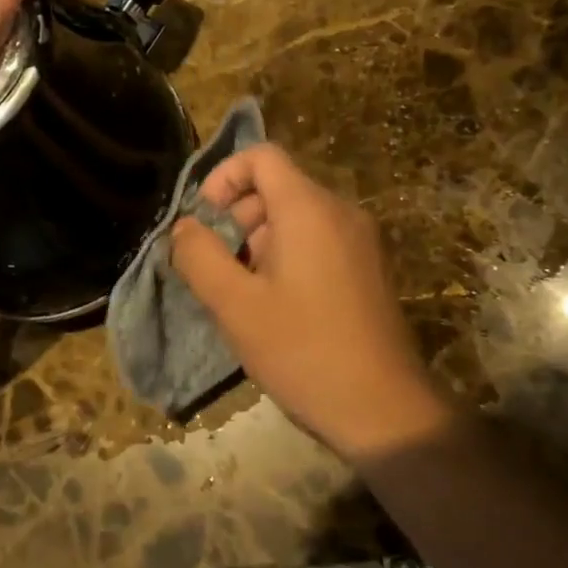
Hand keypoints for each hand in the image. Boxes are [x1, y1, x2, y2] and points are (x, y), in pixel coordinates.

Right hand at [172, 144, 448, 462]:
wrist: (384, 410)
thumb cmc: (303, 350)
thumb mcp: (235, 305)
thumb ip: (199, 256)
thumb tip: (184, 227)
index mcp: (308, 209)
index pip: (261, 156)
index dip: (223, 178)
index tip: (203, 220)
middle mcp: (339, 212)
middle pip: (276, 186)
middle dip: (236, 217)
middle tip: (218, 267)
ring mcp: (359, 240)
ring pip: (294, 216)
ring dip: (258, 241)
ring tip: (244, 293)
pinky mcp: (367, 268)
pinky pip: (316, 240)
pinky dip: (285, 256)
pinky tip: (275, 305)